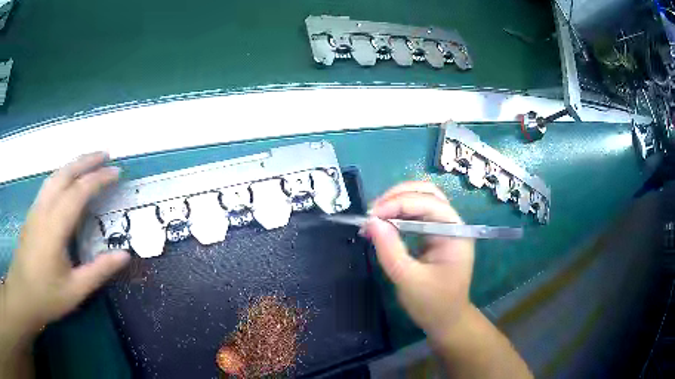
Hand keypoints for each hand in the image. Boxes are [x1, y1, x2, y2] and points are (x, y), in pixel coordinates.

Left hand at [1, 152, 129, 337]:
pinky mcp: (32, 213)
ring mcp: (36, 208)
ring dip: (74, 164)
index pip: (79, 192)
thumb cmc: (47, 295)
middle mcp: (44, 209)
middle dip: (87, 161)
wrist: (23, 294)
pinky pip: (49, 184)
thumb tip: (125, 255)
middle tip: (106, 154)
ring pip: (55, 176)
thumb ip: (99, 271)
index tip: (117, 173)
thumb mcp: (76, 290)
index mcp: (55, 226)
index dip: (99, 179)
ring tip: (90, 161)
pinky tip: (68, 181)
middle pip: (65, 174)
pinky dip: (63, 175)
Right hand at [363, 181, 474, 340]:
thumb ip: (390, 250)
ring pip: (421, 200)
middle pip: (427, 193)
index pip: (429, 203)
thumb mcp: (409, 279)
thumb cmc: (433, 304)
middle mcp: (452, 224)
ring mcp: (444, 228)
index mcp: (455, 232)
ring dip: (396, 202)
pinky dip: (397, 214)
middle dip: (398, 196)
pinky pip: (416, 214)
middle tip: (372, 212)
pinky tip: (383, 222)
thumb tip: (371, 222)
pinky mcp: (434, 235)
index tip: (372, 216)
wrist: (447, 321)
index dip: (399, 204)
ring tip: (374, 216)